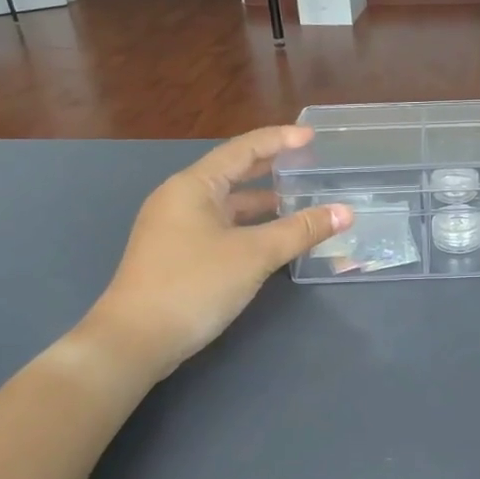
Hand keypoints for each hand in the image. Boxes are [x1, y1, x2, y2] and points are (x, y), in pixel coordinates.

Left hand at [82, 126, 350, 382]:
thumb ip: (301, 230)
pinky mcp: (176, 254)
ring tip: (299, 201)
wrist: (134, 341)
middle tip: (307, 163)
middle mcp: (180, 199)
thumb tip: (345, 212)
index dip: (279, 140)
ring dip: (262, 201)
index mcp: (193, 186)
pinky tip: (272, 237)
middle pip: (233, 173)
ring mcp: (175, 228)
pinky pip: (221, 227)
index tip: (311, 137)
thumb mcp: (255, 254)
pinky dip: (249, 226)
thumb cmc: (194, 284)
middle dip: (271, 168)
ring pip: (227, 204)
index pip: (243, 149)